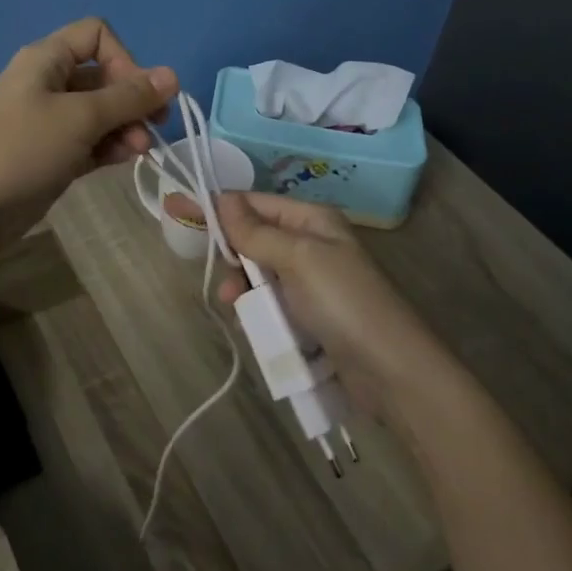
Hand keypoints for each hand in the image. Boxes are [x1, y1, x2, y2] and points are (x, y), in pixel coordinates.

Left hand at [0, 17, 177, 251]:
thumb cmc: (21, 148)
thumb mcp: (80, 118)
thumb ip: (128, 97)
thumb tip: (173, 75)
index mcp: (47, 59)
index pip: (97, 36)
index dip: (124, 59)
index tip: (137, 93)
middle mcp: (49, 83)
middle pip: (104, 77)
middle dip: (132, 100)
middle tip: (153, 128)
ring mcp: (49, 121)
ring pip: (100, 113)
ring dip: (126, 127)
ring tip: (139, 152)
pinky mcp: (52, 154)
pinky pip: (90, 141)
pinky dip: (110, 147)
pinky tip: (124, 161)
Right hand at [215, 191, 441, 415]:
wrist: (392, 371)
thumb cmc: (344, 303)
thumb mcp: (298, 258)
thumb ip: (256, 231)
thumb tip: (221, 199)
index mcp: (313, 220)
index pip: (255, 203)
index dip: (219, 208)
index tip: (180, 212)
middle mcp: (312, 244)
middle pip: (256, 238)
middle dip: (234, 255)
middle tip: (222, 278)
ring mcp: (313, 283)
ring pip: (260, 275)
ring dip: (244, 289)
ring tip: (236, 307)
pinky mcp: (312, 317)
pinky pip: (273, 304)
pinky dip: (259, 311)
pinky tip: (252, 326)